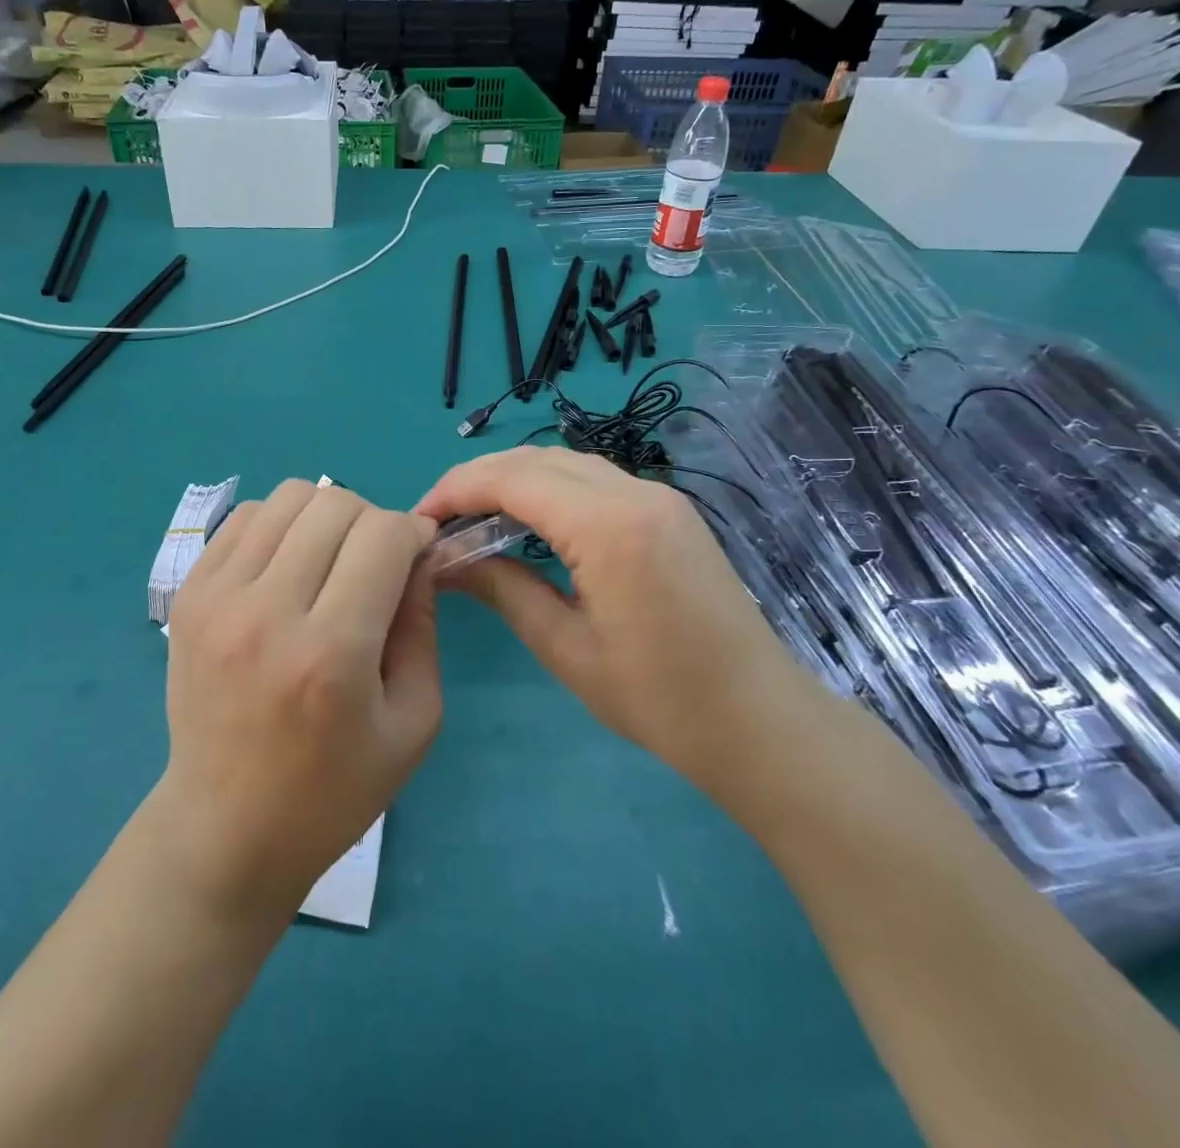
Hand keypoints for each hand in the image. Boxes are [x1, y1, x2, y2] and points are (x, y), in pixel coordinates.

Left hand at [157, 480, 440, 921]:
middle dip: (373, 520)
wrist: (225, 829)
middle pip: (336, 503)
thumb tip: (418, 555)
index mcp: (332, 653)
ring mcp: (218, 598)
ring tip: (330, 560)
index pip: (383, 535)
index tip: (418, 554)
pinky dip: (279, 525)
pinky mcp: (189, 595)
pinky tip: (288, 566)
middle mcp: (268, 612)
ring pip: (288, 496)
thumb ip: (423, 627)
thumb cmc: (332, 791)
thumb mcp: (414, 723)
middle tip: (376, 562)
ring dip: (325, 515)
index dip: (414, 532)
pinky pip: (244, 517)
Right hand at [416, 447, 828, 795]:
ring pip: (566, 462)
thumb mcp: (566, 647)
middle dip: (479, 478)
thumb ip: (502, 588)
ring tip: (474, 518)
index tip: (419, 519)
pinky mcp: (670, 510)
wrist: (760, 720)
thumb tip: (442, 560)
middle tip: (440, 519)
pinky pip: (595, 479)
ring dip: (514, 478)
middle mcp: (635, 492)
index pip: (513, 478)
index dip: (457, 489)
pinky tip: (529, 521)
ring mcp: (659, 496)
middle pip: (537, 459)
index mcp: (609, 526)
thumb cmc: (660, 699)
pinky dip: (550, 488)